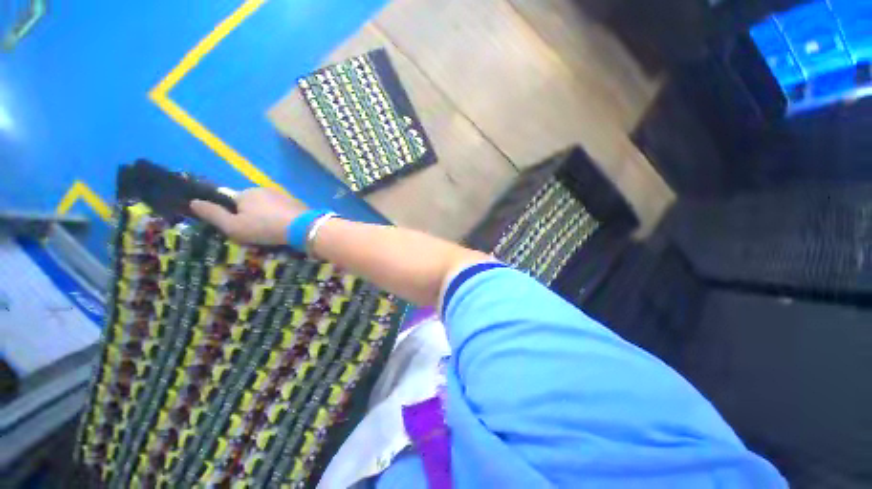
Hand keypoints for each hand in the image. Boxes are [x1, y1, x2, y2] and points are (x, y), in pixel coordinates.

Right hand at [190, 188, 307, 245]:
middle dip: (250, 214)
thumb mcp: (234, 226)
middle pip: (250, 202)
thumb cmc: (265, 228)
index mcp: (245, 193)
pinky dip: (281, 216)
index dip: (230, 213)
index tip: (237, 226)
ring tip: (273, 230)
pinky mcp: (296, 202)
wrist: (303, 227)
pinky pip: (282, 209)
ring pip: (267, 205)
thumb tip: (193, 202)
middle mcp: (263, 189)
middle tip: (257, 231)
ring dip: (267, 215)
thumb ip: (213, 214)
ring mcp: (282, 195)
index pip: (230, 200)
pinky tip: (285, 227)